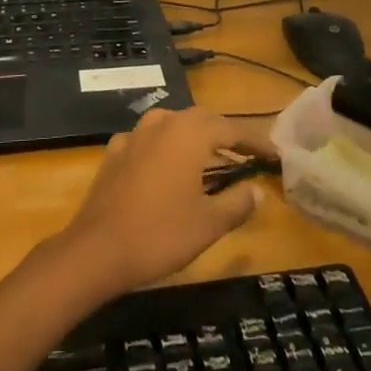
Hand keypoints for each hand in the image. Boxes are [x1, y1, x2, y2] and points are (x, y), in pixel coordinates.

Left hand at [55, 108, 271, 298]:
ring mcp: (134, 135)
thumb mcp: (209, 224)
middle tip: (245, 156)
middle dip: (225, 136)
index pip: (231, 129)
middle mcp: (162, 123)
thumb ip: (237, 202)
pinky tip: (167, 170)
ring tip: (210, 162)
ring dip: (194, 140)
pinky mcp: (114, 151)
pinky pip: (148, 141)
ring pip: (173, 127)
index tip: (274, 155)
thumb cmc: (161, 234)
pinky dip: (165, 150)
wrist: (97, 249)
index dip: (255, 142)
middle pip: (201, 121)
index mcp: (189, 133)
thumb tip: (257, 190)